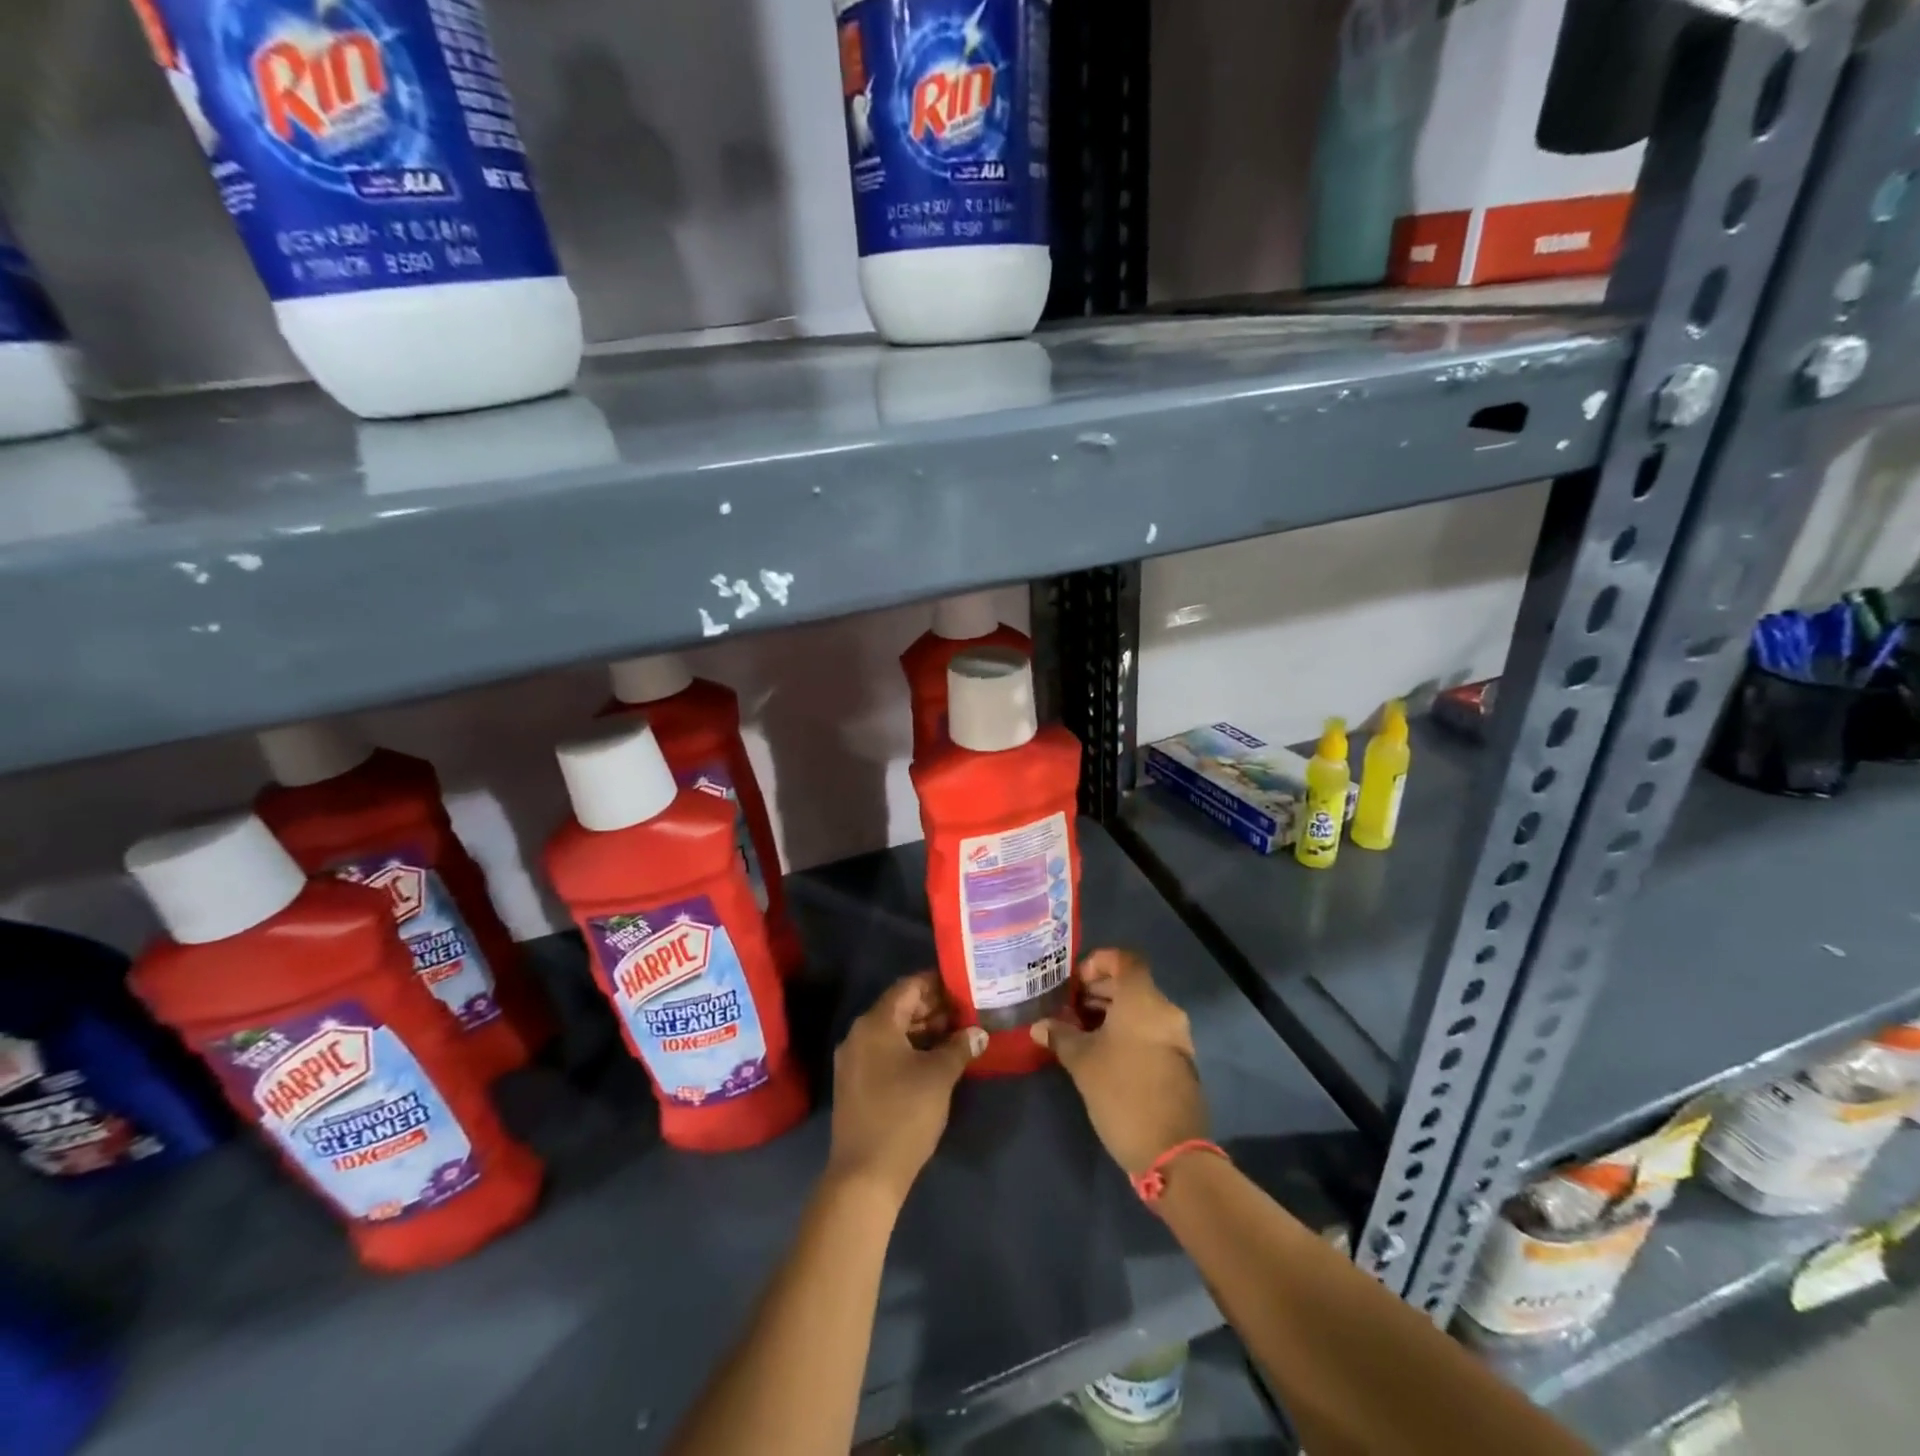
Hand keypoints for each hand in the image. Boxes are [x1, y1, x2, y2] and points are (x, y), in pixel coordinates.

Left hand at [828, 971, 984, 1204]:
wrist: (865, 1175)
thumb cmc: (904, 1114)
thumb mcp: (939, 1076)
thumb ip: (959, 1047)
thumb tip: (978, 1033)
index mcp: (875, 1024)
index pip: (908, 987)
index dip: (936, 983)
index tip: (962, 984)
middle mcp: (859, 1035)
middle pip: (899, 1008)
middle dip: (932, 1008)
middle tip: (966, 1010)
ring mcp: (854, 1061)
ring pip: (892, 1032)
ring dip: (923, 1030)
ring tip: (957, 1034)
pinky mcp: (856, 1084)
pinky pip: (885, 1052)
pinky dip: (910, 1049)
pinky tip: (935, 1060)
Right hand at [1032, 949, 1208, 1175]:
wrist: (1172, 1151)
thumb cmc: (1122, 1092)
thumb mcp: (1082, 1062)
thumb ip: (1060, 1035)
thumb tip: (1039, 1025)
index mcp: (1143, 999)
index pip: (1124, 959)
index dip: (1098, 962)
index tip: (1074, 982)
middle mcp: (1165, 1010)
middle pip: (1131, 983)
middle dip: (1098, 990)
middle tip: (1068, 1008)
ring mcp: (1176, 1037)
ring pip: (1140, 1009)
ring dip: (1111, 1013)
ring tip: (1079, 1032)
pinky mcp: (1179, 1061)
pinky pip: (1149, 1030)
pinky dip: (1126, 1031)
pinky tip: (1101, 1053)